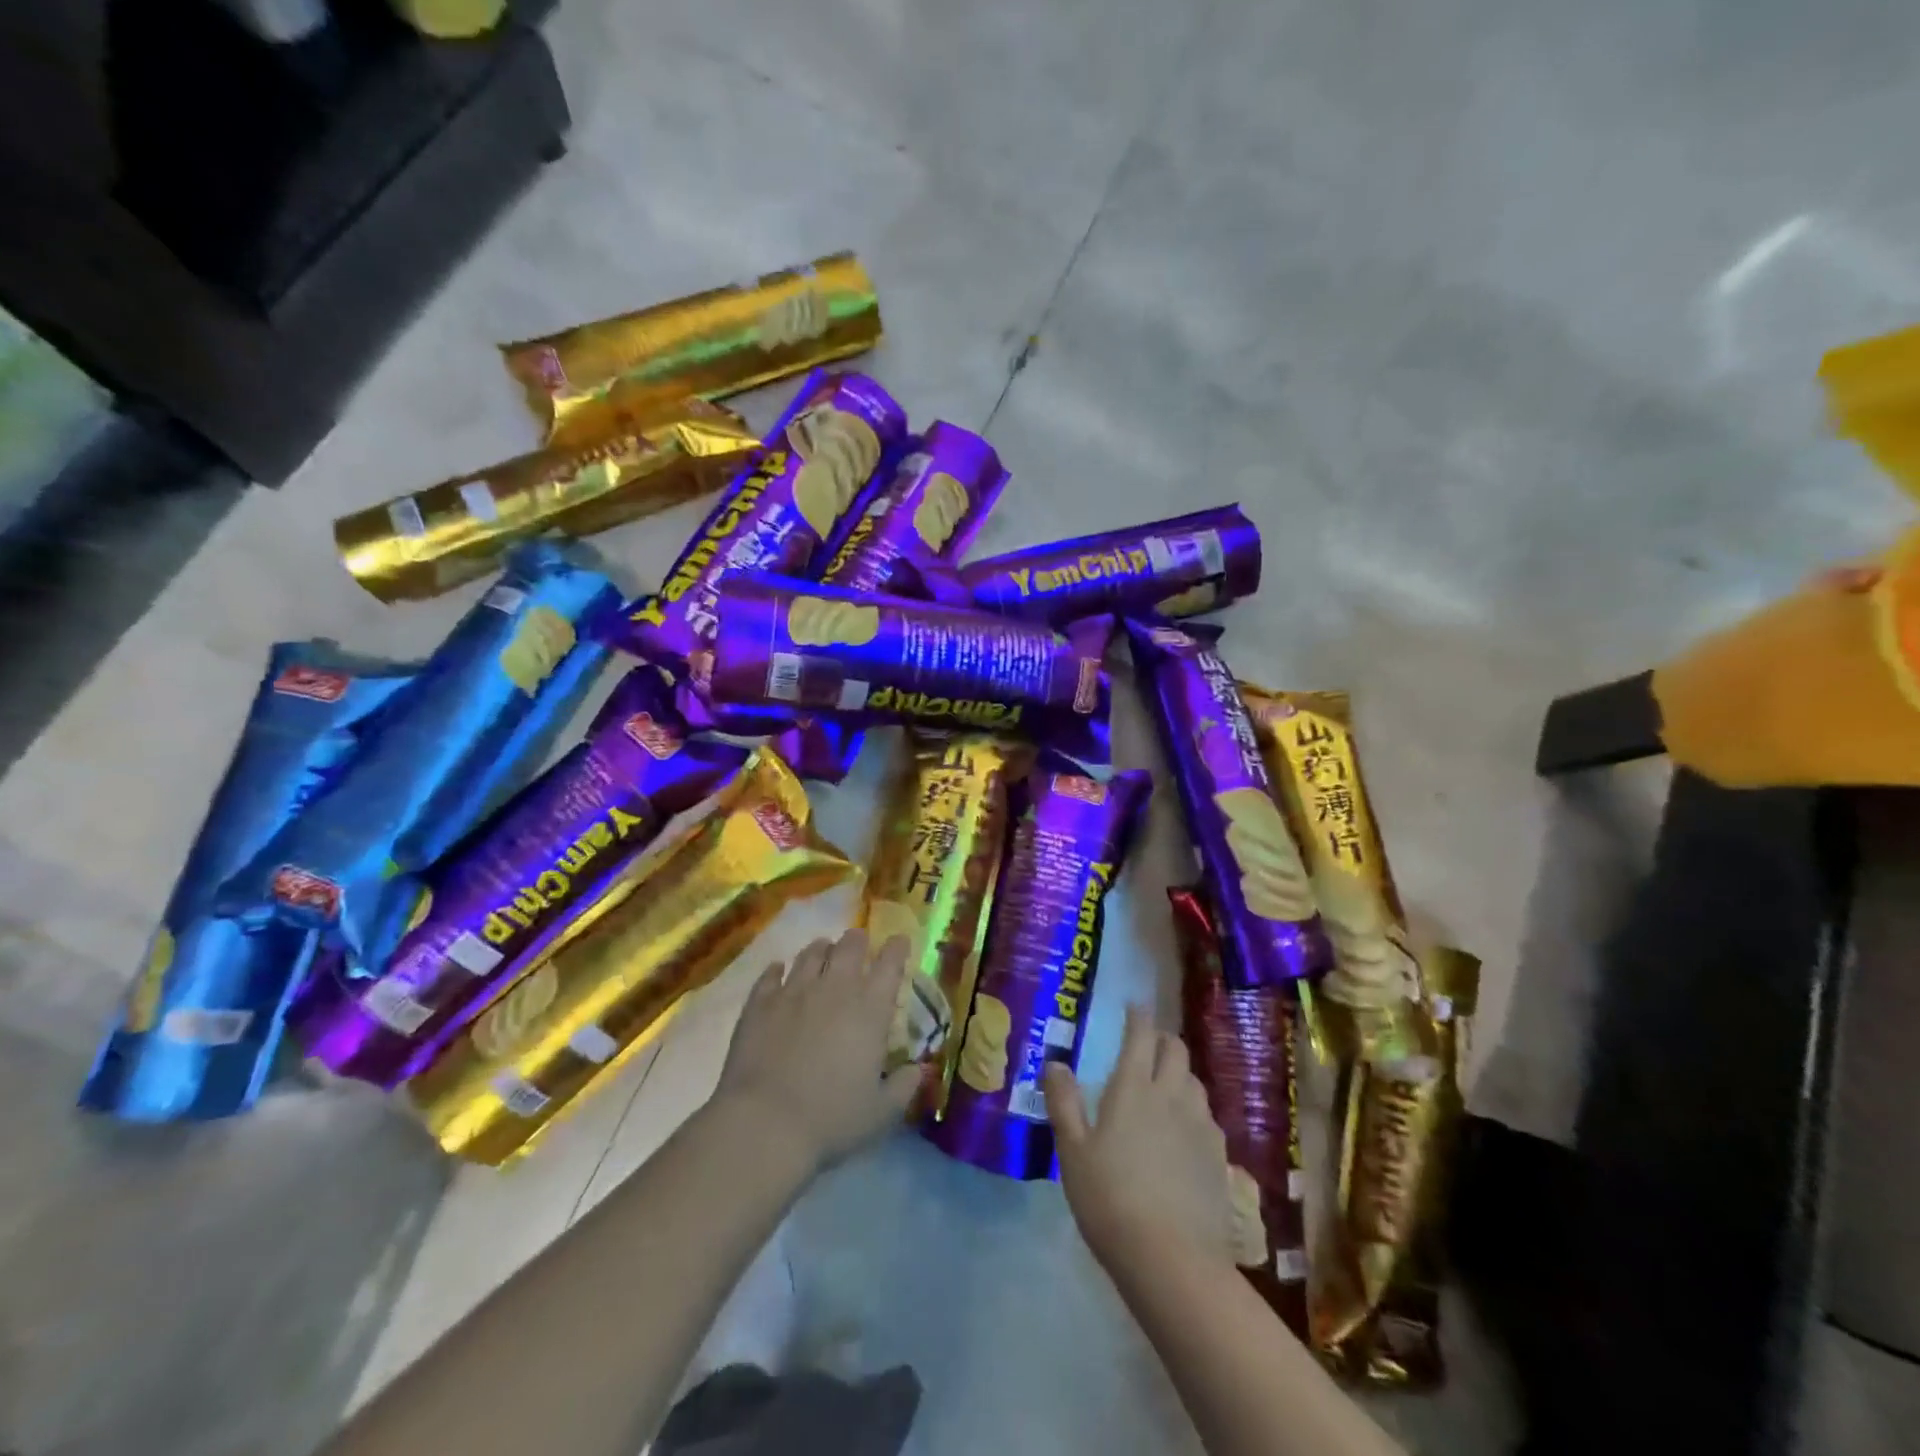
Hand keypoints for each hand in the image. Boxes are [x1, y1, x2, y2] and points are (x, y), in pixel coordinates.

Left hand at [712, 929, 921, 1176]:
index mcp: (870, 1009)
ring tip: (823, 951)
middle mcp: (835, 988)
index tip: (900, 942)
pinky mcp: (760, 1003)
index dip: (897, 948)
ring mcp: (794, 991)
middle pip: (849, 946)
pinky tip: (778, 971)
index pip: (890, 963)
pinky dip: (777, 969)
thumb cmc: (831, 1119)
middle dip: (858, 940)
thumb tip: (920, 1069)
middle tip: (859, 943)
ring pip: (811, 953)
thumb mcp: (881, 1112)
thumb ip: (905, 1086)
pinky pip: (770, 975)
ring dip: (821, 949)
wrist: (764, 1125)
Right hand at [1046, 1005, 1235, 1273]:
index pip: (1141, 1036)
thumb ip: (1064, 1103)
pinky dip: (1194, 1107)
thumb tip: (1055, 1064)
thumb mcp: (1072, 1152)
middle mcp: (1171, 1096)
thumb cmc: (1110, 1200)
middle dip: (1163, 1038)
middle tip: (1148, 1042)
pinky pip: (1207, 1115)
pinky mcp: (1219, 1156)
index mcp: (1133, 1088)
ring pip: (1194, 1081)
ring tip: (1166, 1083)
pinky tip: (1185, 1128)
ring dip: (1180, 1072)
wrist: (1172, 1260)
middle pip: (1176, 1050)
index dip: (1138, 1016)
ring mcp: (1200, 1125)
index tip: (1134, 1006)